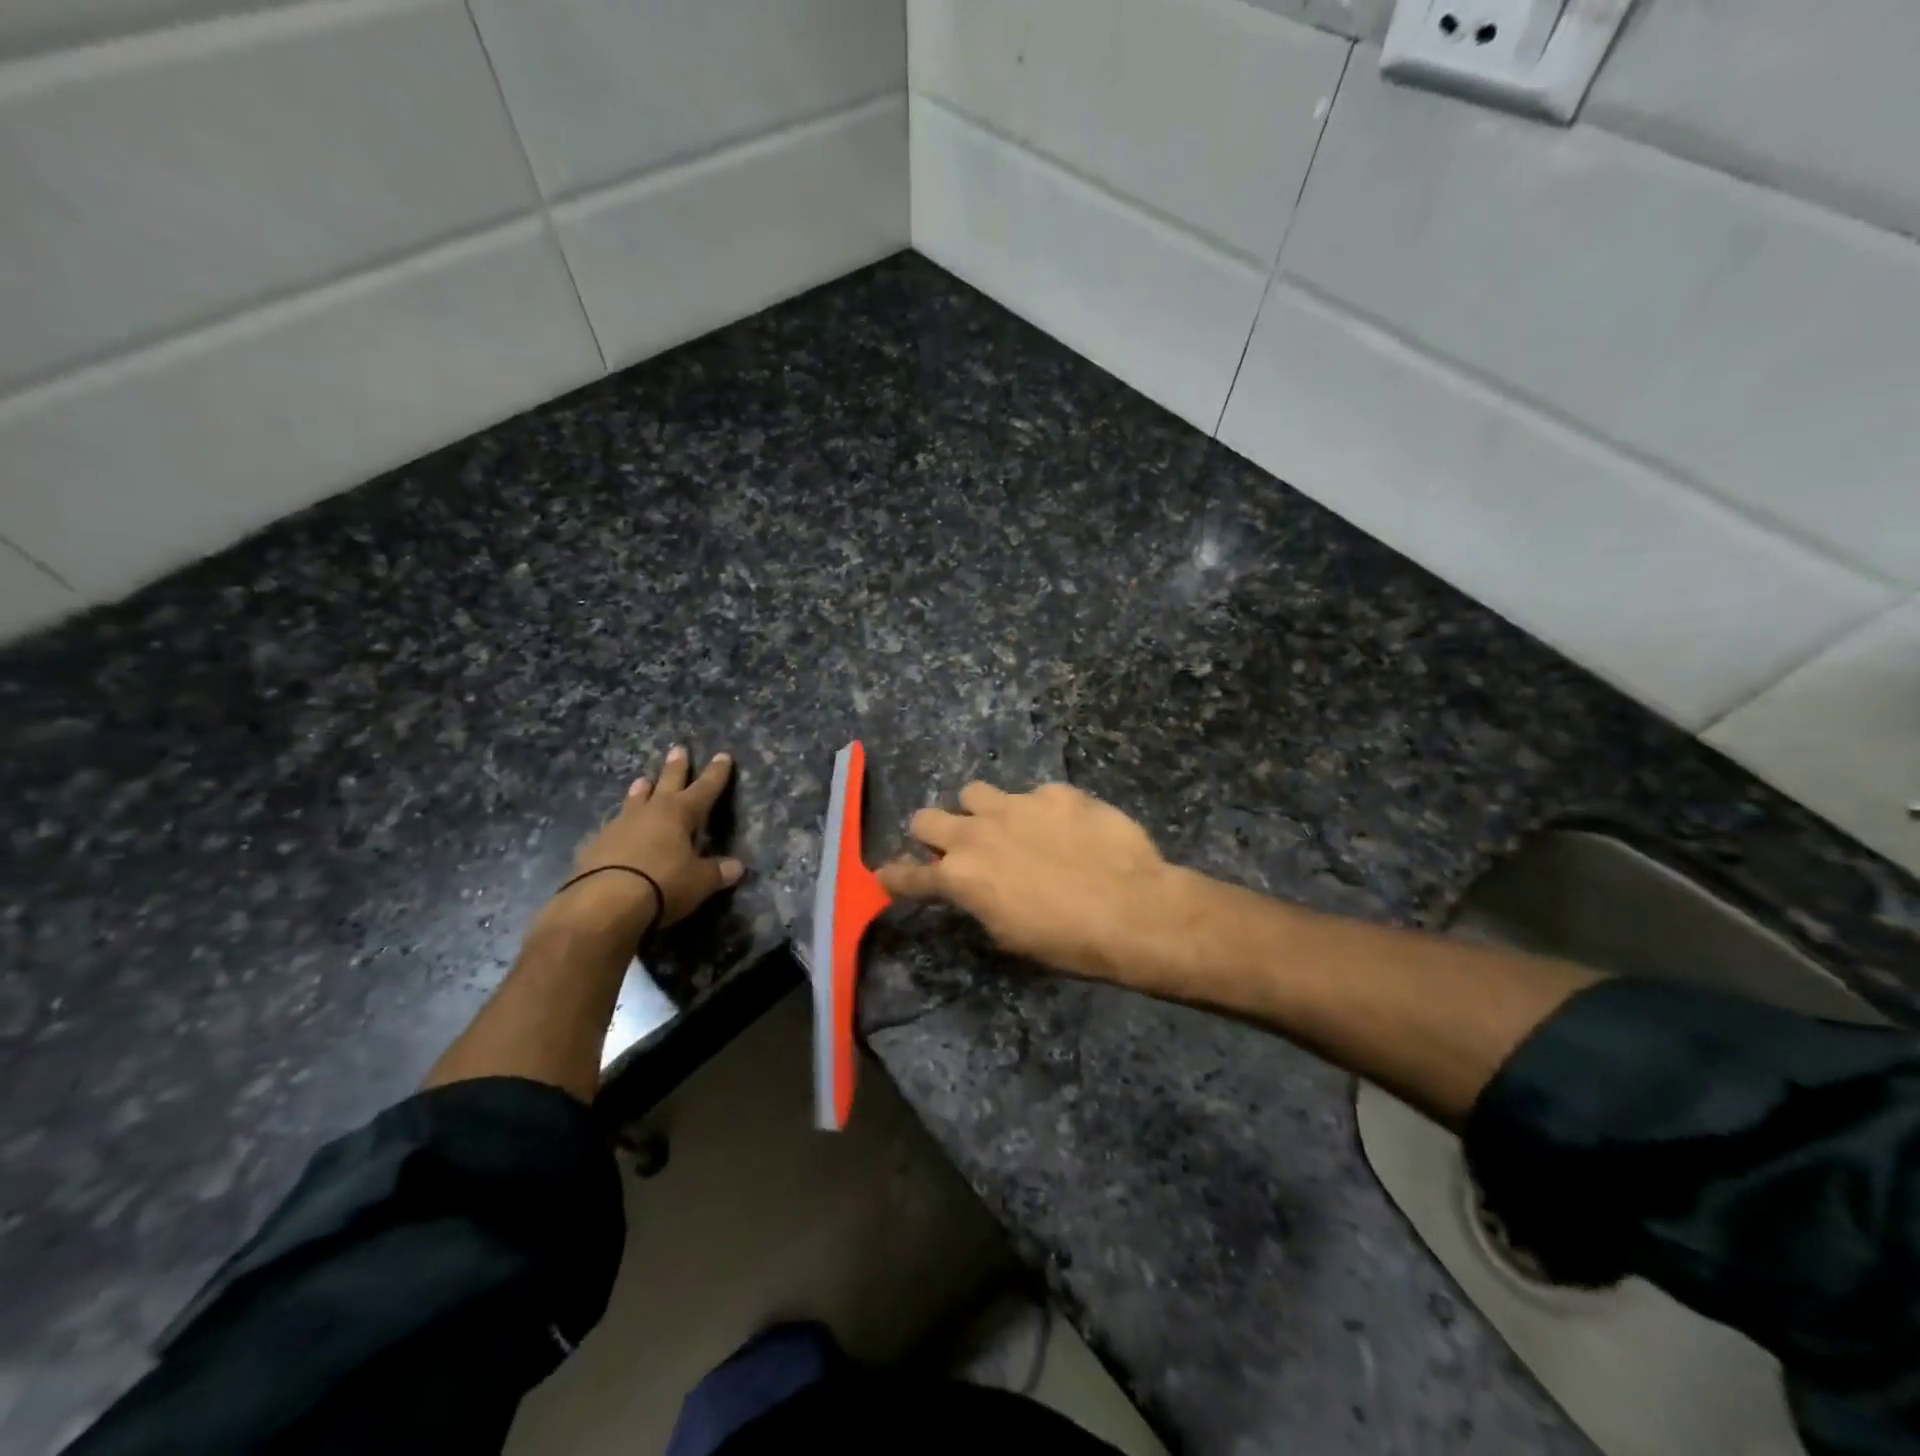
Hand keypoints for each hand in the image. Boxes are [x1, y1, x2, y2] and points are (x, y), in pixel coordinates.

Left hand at [555, 747, 743, 932]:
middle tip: (678, 749)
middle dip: (676, 768)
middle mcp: (649, 812)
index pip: (704, 789)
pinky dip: (619, 825)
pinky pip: (612, 828)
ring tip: (642, 780)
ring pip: (634, 801)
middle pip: (666, 783)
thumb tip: (736, 867)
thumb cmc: (662, 885)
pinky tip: (615, 830)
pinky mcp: (595, 846)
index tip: (722, 755)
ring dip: (641, 791)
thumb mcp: (698, 882)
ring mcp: (618, 827)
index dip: (716, 774)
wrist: (603, 904)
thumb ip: (716, 872)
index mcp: (679, 814)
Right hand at [878, 782, 1187, 983]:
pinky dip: (1041, 812)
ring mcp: (1016, 805)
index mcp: (961, 878)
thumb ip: (981, 902)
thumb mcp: (1010, 936)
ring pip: (974, 792)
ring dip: (982, 811)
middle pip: (926, 817)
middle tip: (955, 846)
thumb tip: (976, 889)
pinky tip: (1068, 829)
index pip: (908, 874)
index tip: (888, 875)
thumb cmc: (1069, 942)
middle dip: (934, 832)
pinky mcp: (1055, 793)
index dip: (896, 876)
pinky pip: (1034, 795)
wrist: (1134, 911)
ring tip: (1010, 826)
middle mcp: (977, 834)